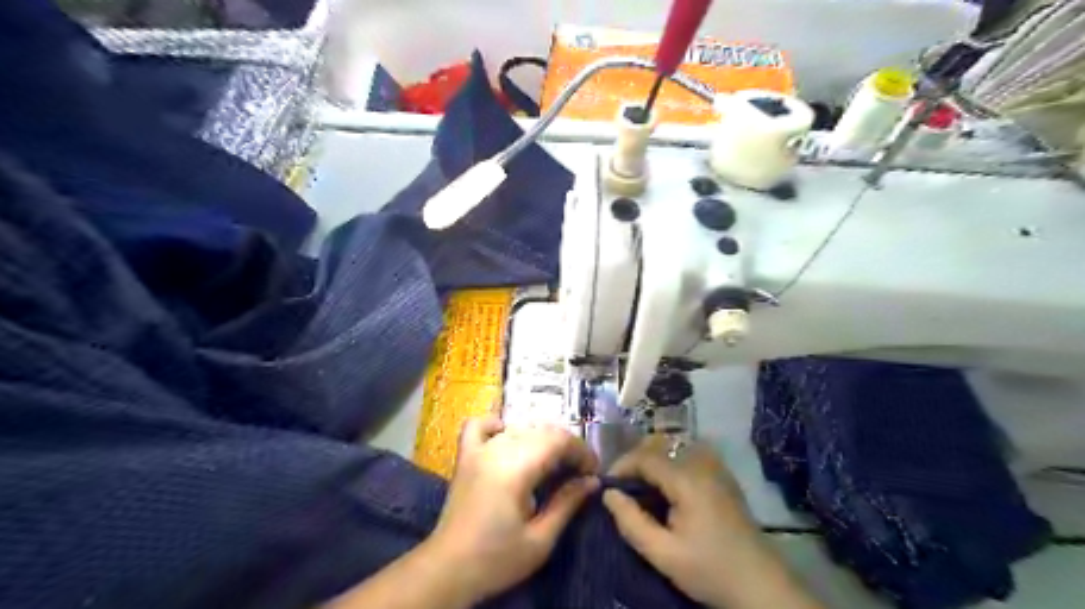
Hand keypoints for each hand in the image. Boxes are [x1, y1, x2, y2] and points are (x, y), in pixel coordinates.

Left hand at [429, 418, 601, 603]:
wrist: (447, 570)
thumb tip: (592, 481)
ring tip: (553, 464)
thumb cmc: (496, 560)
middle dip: (566, 447)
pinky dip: (497, 426)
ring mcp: (478, 450)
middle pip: (542, 431)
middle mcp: (497, 450)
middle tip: (578, 473)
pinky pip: (479, 425)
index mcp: (516, 468)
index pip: (558, 440)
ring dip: (541, 440)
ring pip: (518, 427)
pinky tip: (508, 438)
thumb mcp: (540, 540)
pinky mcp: (465, 456)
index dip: (581, 451)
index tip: (593, 473)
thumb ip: (567, 503)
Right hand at [606, 437, 818, 608]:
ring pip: (674, 451)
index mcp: (687, 479)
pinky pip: (689, 459)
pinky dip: (671, 468)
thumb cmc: (710, 570)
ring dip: (653, 465)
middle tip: (623, 491)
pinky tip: (668, 494)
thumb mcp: (664, 554)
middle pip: (659, 448)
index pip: (644, 456)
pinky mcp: (724, 478)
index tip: (607, 488)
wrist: (762, 586)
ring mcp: (717, 469)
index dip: (620, 467)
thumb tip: (609, 494)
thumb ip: (631, 522)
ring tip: (643, 492)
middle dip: (636, 464)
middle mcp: (702, 464)